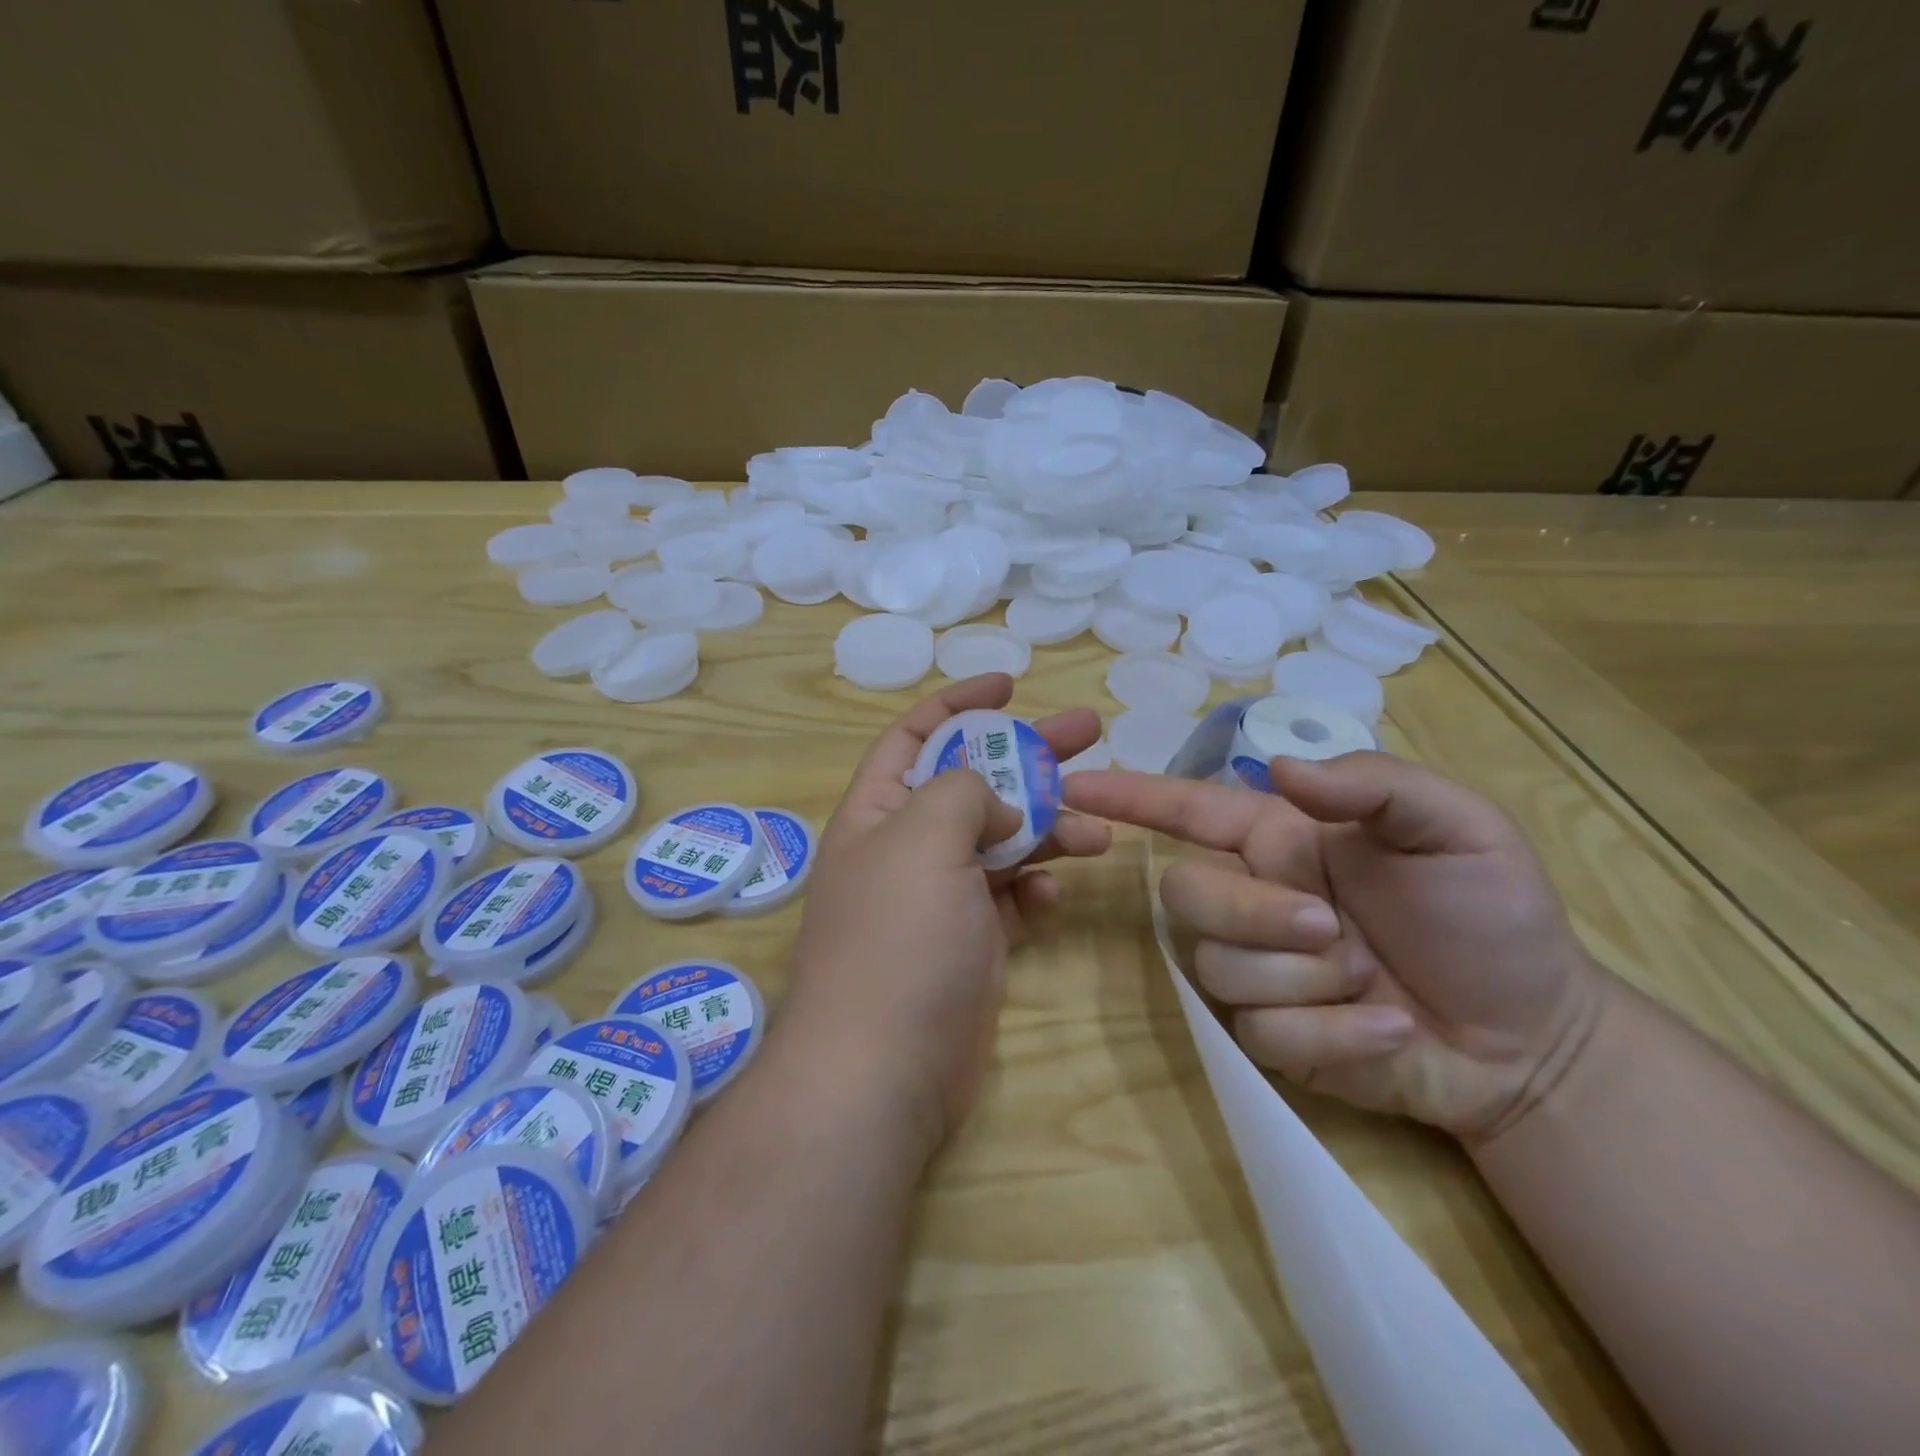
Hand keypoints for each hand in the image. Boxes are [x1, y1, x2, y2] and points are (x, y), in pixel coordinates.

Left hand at [788, 675, 1108, 1150]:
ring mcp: (941, 899)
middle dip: (1029, 756)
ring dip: (1048, 829)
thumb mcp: (923, 837)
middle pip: (974, 782)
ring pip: (1003, 842)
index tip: (1011, 682)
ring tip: (1097, 831)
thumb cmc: (898, 937)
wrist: (884, 1069)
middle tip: (1090, 731)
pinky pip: (1011, 901)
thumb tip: (998, 807)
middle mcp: (906, 849)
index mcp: (878, 812)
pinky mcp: (972, 944)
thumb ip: (964, 792)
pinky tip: (1052, 897)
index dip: (959, 703)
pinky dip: (1035, 892)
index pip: (914, 735)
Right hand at [1065, 752, 1604, 1140]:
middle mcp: (1253, 897)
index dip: (1129, 795)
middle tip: (1334, 929)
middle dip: (1253, 915)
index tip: (1073, 787)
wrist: (1536, 1041)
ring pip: (1217, 967)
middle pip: (1185, 895)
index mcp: (1282, 840)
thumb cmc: (1493, 917)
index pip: (1186, 810)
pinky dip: (1334, 1036)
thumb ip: (1373, 783)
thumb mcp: (1459, 828)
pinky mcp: (1270, 1038)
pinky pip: (1261, 1033)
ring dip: (1305, 979)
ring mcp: (1257, 970)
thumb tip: (1280, 769)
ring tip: (1376, 983)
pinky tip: (1389, 1031)